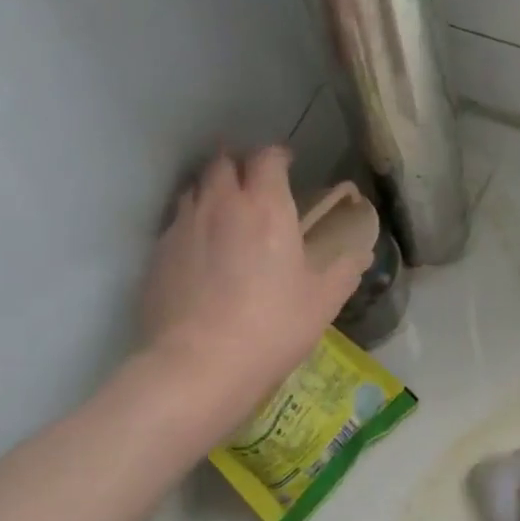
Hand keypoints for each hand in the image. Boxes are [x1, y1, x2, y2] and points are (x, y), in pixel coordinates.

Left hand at [140, 147, 370, 426]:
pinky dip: (192, 224)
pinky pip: (176, 223)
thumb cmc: (273, 327)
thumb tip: (361, 254)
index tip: (287, 165)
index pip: (267, 157)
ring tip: (226, 213)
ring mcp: (183, 226)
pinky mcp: (158, 253)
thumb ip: (344, 271)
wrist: (200, 364)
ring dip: (213, 190)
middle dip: (240, 165)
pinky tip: (201, 252)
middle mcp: (221, 204)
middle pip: (223, 162)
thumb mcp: (323, 302)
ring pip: (195, 188)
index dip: (278, 156)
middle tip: (255, 185)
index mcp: (266, 207)